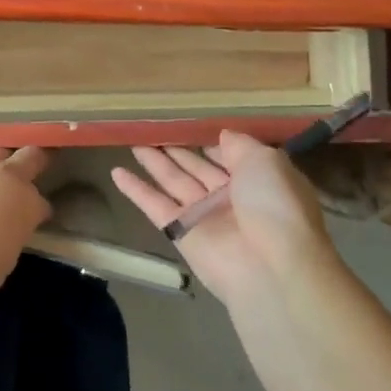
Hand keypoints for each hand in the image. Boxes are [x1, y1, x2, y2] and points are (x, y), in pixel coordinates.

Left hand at [0, 148, 51, 307]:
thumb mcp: (1, 263)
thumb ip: (5, 240)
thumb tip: (1, 232)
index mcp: (25, 204)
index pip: (40, 203)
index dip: (39, 211)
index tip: (37, 220)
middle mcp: (2, 179)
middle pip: (26, 158)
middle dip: (32, 161)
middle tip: (35, 165)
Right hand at [112, 132, 336, 304]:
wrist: (271, 267)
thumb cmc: (274, 205)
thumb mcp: (265, 161)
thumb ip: (240, 145)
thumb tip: (222, 135)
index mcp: (257, 179)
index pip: (229, 155)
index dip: (209, 140)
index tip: (187, 123)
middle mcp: (230, 197)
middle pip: (197, 167)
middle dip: (177, 149)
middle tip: (151, 129)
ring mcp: (204, 216)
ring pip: (174, 182)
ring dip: (154, 163)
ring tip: (132, 142)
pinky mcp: (181, 233)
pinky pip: (155, 205)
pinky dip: (136, 190)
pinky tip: (116, 172)